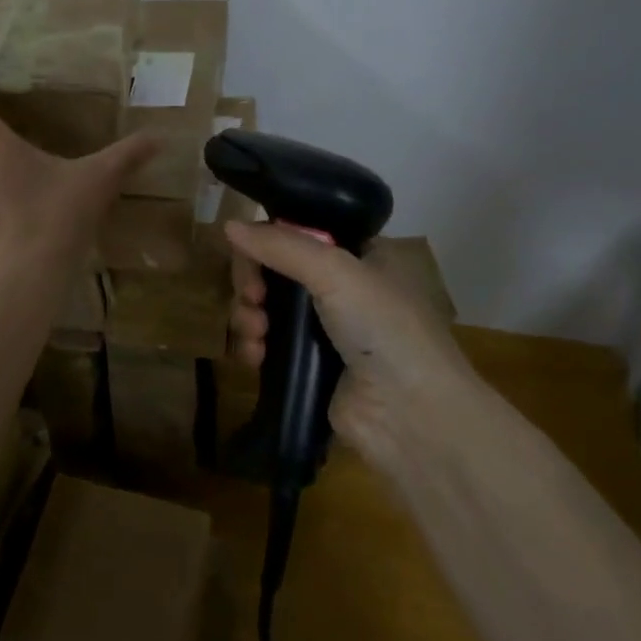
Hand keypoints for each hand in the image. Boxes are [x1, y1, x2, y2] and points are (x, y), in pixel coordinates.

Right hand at [226, 221, 466, 467]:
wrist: (412, 415)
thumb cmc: (383, 328)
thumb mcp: (336, 272)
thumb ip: (280, 245)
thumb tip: (228, 225)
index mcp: (359, 256)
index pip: (299, 233)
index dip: (268, 242)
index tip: (253, 258)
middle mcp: (341, 287)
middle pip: (275, 269)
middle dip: (253, 282)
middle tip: (253, 298)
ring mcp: (324, 329)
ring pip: (265, 307)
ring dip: (248, 316)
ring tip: (256, 334)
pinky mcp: (307, 366)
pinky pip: (265, 344)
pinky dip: (252, 346)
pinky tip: (254, 357)